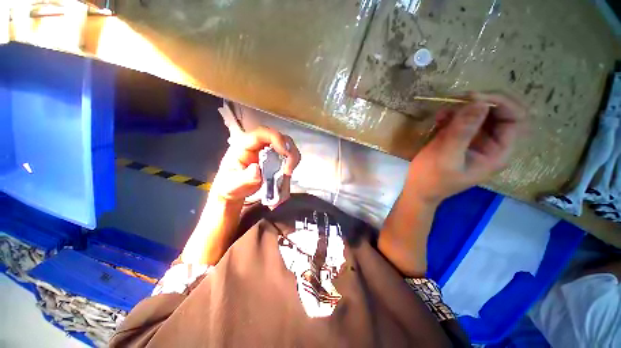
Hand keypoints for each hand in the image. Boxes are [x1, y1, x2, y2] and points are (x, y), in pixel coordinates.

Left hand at [211, 127, 300, 204]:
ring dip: (292, 160)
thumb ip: (243, 179)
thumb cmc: (230, 187)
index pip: (262, 134)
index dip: (276, 139)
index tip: (285, 153)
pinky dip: (291, 166)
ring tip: (287, 175)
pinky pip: (289, 158)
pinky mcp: (276, 160)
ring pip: (288, 147)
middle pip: (280, 138)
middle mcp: (259, 145)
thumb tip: (257, 170)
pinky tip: (286, 178)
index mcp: (244, 146)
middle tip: (288, 169)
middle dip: (289, 152)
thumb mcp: (231, 186)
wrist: (234, 193)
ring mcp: (269, 152)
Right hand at [405, 93, 525, 202]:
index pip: (515, 118)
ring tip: (443, 112)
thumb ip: (462, 132)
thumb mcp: (446, 157)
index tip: (473, 98)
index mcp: (498, 152)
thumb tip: (479, 103)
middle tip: (457, 99)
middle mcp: (492, 143)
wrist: (418, 189)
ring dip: (463, 108)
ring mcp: (475, 140)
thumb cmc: (432, 178)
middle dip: (479, 102)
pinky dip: (452, 115)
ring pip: (479, 113)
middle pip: (499, 112)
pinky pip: (462, 119)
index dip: (499, 103)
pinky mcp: (460, 138)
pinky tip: (439, 118)